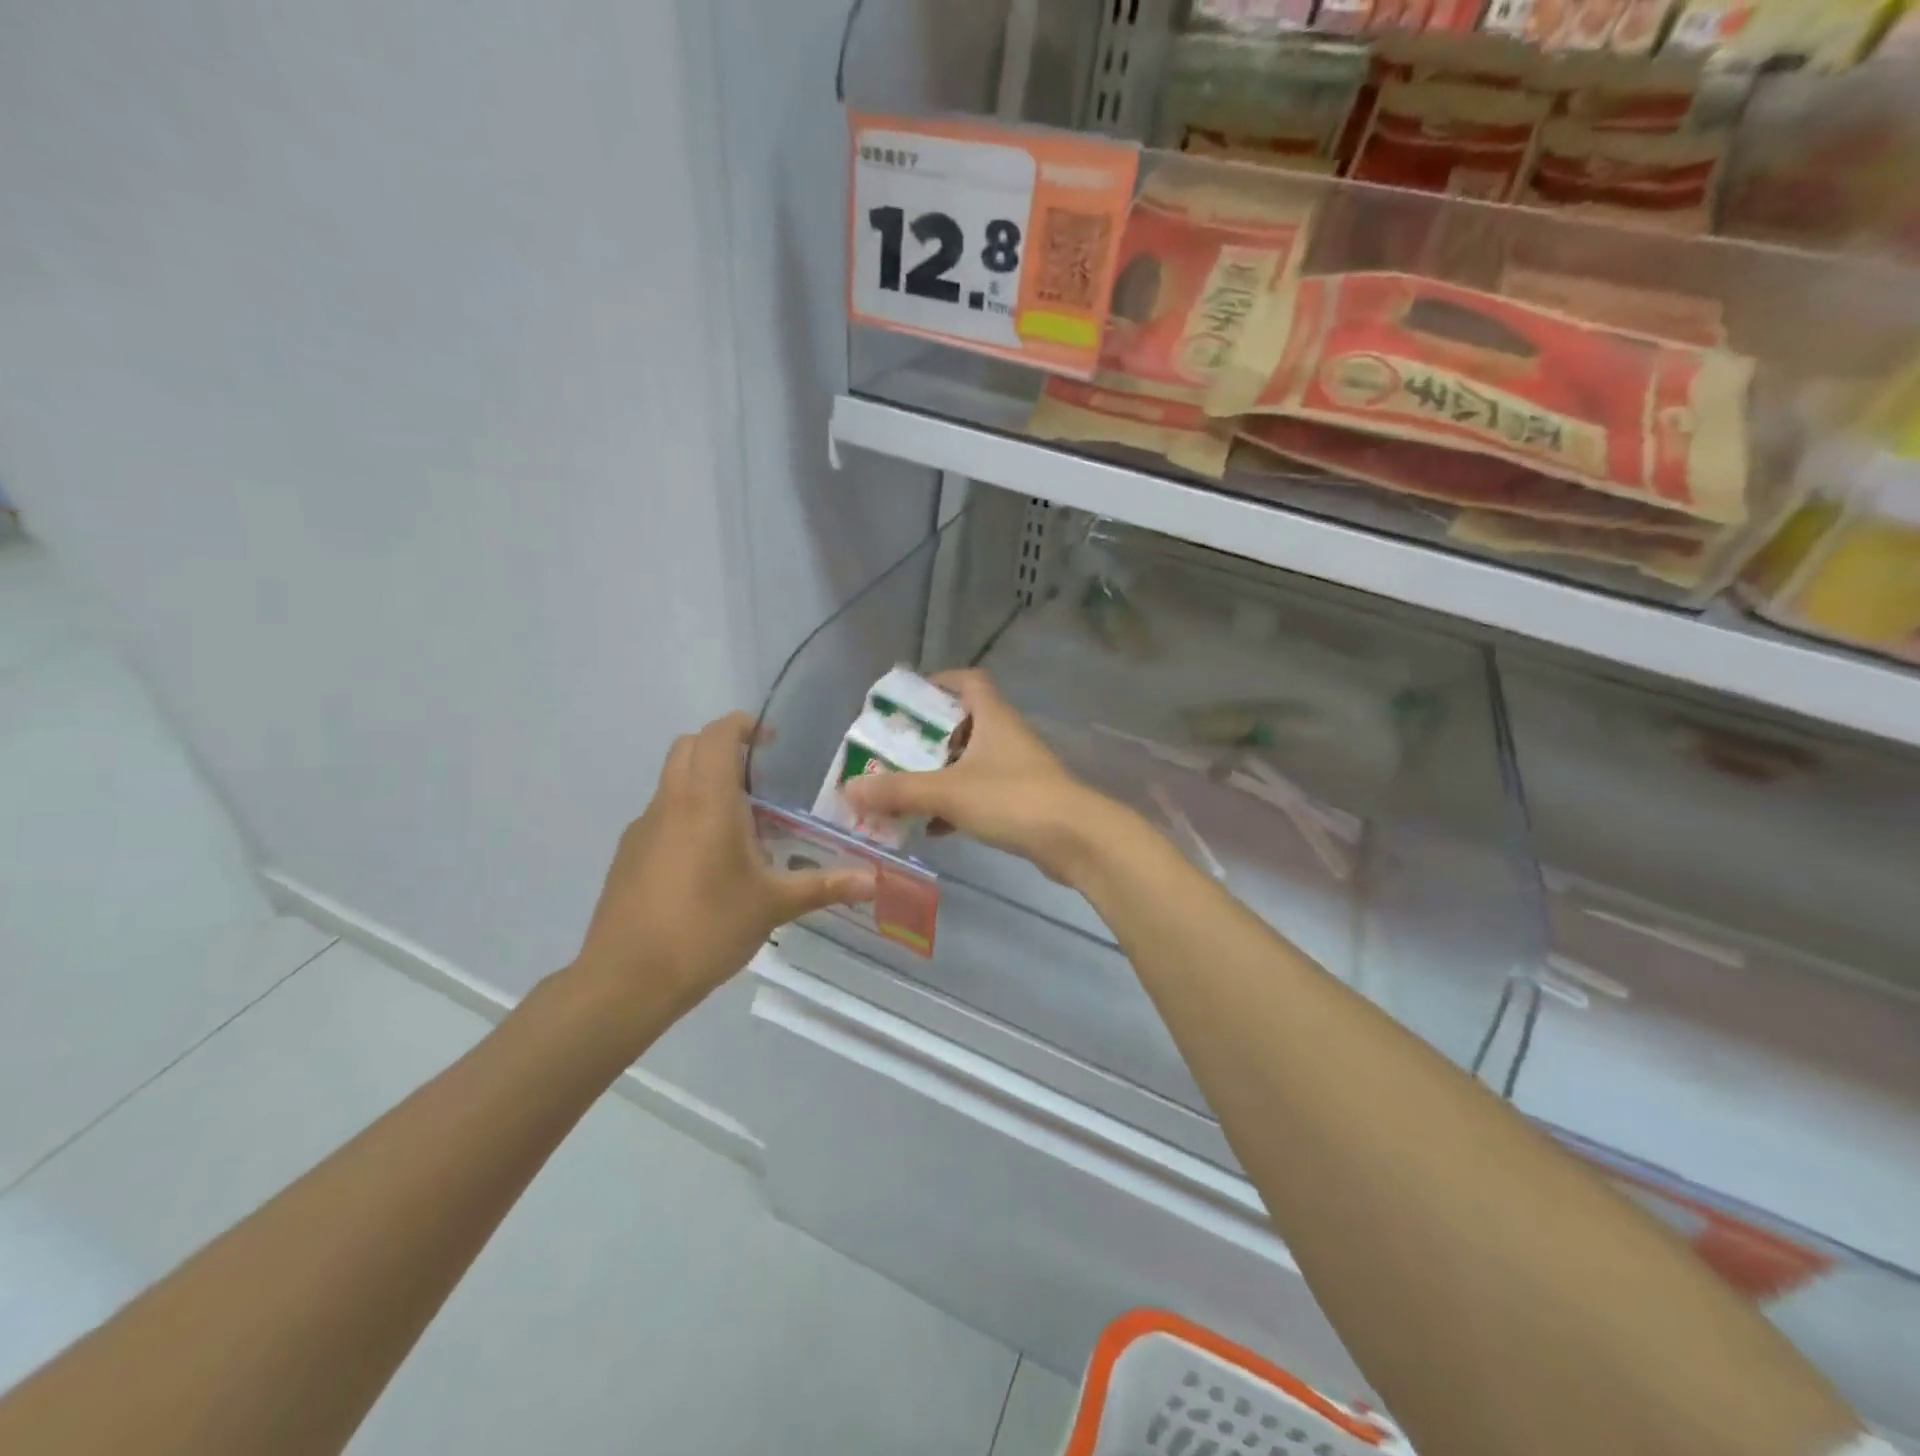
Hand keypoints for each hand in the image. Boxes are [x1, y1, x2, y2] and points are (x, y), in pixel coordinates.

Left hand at [573, 713, 874, 1021]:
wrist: (626, 979)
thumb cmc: (706, 928)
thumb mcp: (773, 906)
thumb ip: (824, 886)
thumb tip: (874, 881)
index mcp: (707, 802)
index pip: (717, 735)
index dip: (743, 725)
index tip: (771, 740)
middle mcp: (670, 803)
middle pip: (688, 748)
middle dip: (721, 747)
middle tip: (760, 774)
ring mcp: (643, 828)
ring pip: (672, 781)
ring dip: (703, 781)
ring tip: (741, 821)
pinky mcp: (628, 856)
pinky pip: (661, 815)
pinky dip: (686, 814)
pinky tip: (708, 861)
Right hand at [843, 670, 1121, 883]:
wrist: (1076, 839)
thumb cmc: (1012, 799)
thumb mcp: (948, 792)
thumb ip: (898, 791)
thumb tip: (850, 788)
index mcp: (992, 716)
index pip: (967, 681)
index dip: (938, 682)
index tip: (907, 699)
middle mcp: (1006, 735)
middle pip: (962, 723)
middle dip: (927, 738)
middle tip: (893, 752)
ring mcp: (1017, 768)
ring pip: (970, 762)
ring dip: (939, 774)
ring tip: (903, 790)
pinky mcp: (1023, 799)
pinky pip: (981, 793)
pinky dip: (956, 804)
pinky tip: (933, 827)